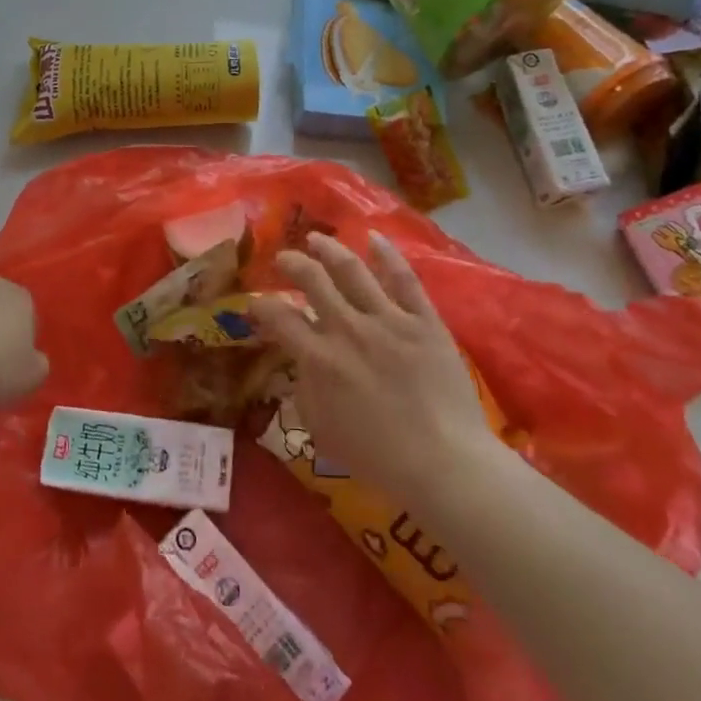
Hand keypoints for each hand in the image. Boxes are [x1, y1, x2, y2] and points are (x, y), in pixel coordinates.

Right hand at [250, 232, 497, 502]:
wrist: (445, 462)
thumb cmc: (377, 456)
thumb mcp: (320, 429)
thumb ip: (303, 390)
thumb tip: (299, 364)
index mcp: (319, 358)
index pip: (278, 317)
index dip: (260, 305)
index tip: (255, 303)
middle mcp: (348, 328)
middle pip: (312, 279)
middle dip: (292, 263)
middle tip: (284, 258)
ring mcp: (388, 319)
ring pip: (352, 270)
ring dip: (330, 249)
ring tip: (316, 239)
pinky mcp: (423, 320)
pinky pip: (403, 278)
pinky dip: (387, 254)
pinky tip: (374, 237)